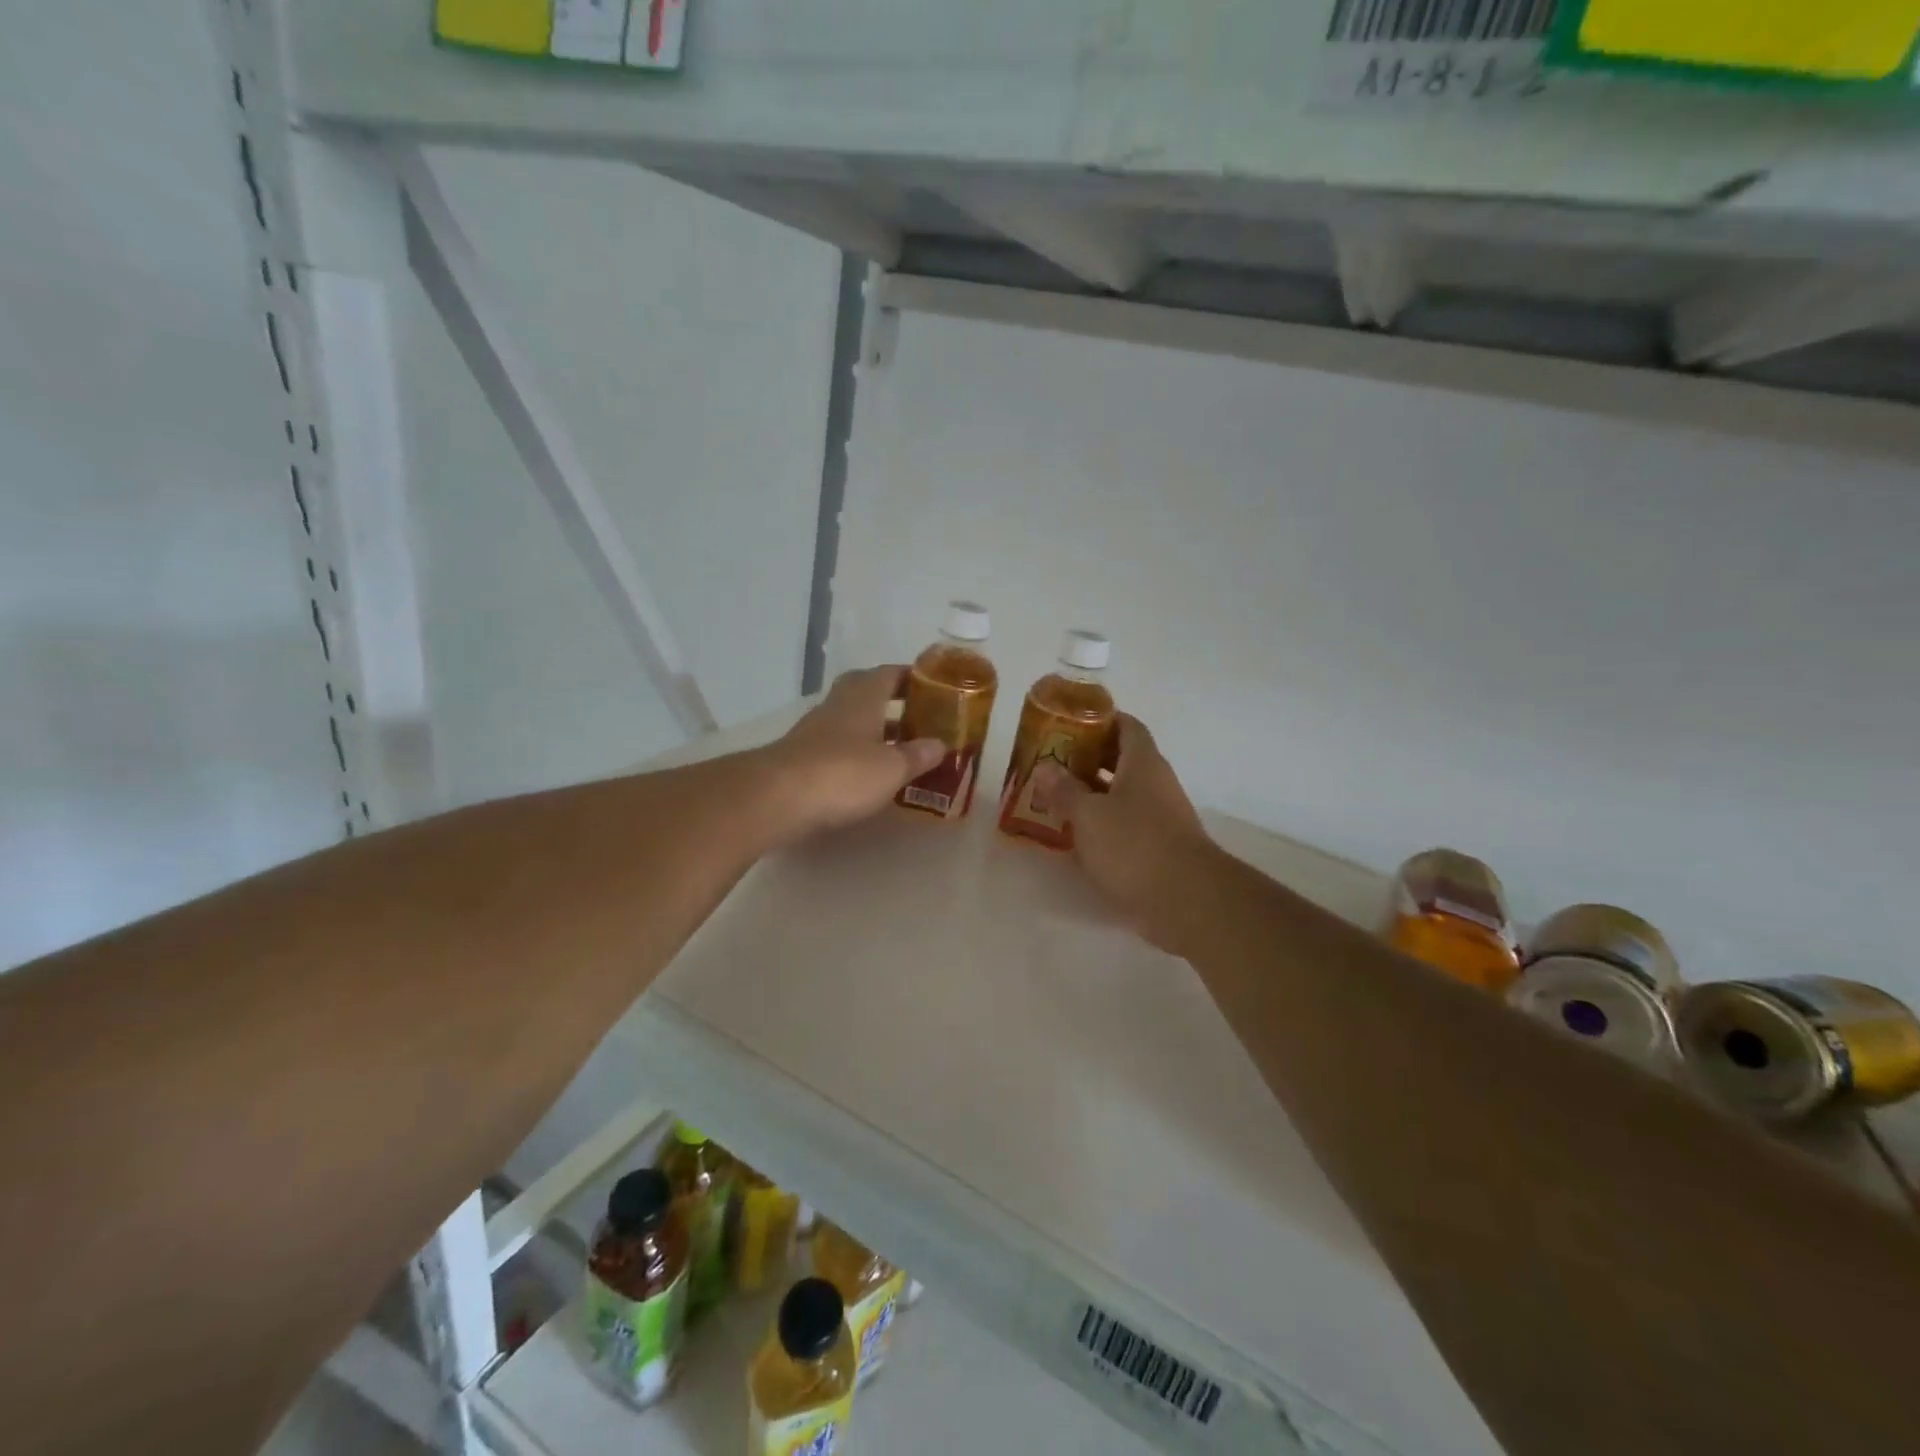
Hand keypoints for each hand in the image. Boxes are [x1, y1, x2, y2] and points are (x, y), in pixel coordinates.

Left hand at [756, 666, 944, 844]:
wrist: (777, 799)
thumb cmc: (842, 774)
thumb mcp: (891, 768)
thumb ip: (917, 755)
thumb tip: (940, 744)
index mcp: (863, 697)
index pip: (890, 673)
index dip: (912, 677)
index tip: (934, 686)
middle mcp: (838, 706)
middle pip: (867, 692)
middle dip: (892, 700)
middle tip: (918, 715)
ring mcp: (816, 731)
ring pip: (852, 720)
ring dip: (876, 729)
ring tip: (904, 747)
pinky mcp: (803, 757)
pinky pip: (839, 746)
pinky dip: (859, 752)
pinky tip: (873, 772)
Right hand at [1030, 715, 1215, 953]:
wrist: (1186, 899)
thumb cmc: (1134, 845)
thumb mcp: (1089, 815)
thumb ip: (1064, 790)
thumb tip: (1045, 767)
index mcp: (1143, 763)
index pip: (1126, 725)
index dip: (1100, 719)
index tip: (1069, 723)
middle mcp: (1156, 783)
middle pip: (1122, 758)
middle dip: (1089, 758)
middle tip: (1053, 762)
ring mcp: (1161, 815)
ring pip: (1123, 793)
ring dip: (1093, 793)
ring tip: (1056, 797)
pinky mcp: (1159, 846)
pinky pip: (1127, 823)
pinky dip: (1103, 823)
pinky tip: (1077, 835)